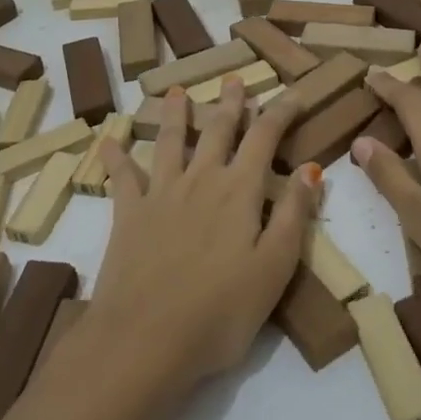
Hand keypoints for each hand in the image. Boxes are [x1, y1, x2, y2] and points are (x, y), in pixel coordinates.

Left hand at [91, 80, 319, 392]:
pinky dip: (116, 156)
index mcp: (239, 191)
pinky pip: (122, 176)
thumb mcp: (274, 268)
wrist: (144, 339)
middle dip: (230, 104)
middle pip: (217, 131)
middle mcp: (200, 180)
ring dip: (177, 115)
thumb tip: (311, 168)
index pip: (264, 137)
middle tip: (234, 79)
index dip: (280, 112)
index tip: (294, 93)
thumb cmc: (220, 312)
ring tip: (178, 92)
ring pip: (171, 142)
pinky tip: (108, 140)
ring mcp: (160, 194)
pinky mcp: (128, 215)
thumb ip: (294, 215)